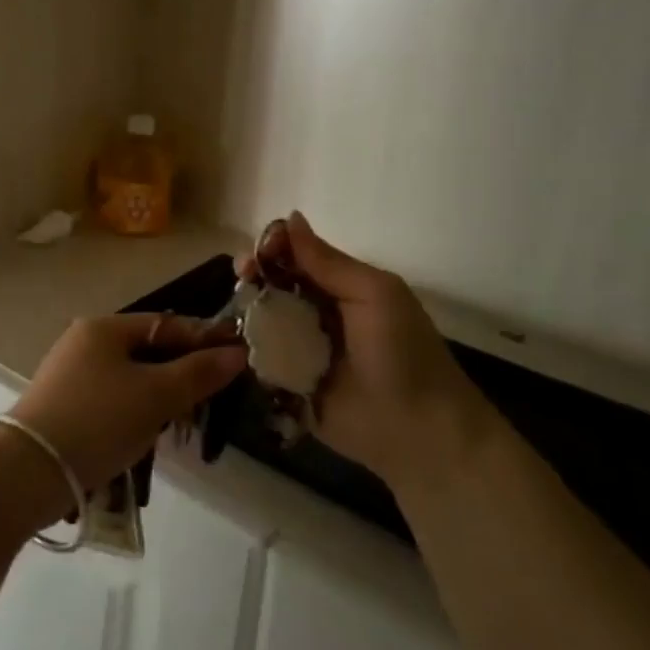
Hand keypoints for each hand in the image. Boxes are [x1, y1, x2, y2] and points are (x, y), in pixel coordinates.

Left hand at [10, 315, 247, 494]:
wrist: (29, 470)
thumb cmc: (98, 420)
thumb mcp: (156, 395)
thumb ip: (198, 373)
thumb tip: (236, 353)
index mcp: (104, 327)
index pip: (166, 324)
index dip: (203, 340)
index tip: (237, 358)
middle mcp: (84, 342)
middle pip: (147, 350)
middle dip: (182, 371)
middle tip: (214, 394)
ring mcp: (70, 374)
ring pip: (130, 378)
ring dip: (159, 395)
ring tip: (184, 420)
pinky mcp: (63, 406)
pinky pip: (112, 400)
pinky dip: (135, 412)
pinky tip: (146, 436)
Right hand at [244, 213, 491, 488]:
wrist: (419, 433)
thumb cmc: (403, 353)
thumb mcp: (373, 294)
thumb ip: (328, 261)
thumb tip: (290, 217)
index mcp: (340, 288)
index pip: (296, 257)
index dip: (272, 249)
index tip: (255, 253)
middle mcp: (317, 314)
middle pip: (273, 285)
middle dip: (253, 276)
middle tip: (242, 277)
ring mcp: (300, 350)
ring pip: (262, 320)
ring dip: (246, 310)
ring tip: (234, 310)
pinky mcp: (288, 385)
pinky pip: (260, 360)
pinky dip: (245, 349)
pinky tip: (229, 340)